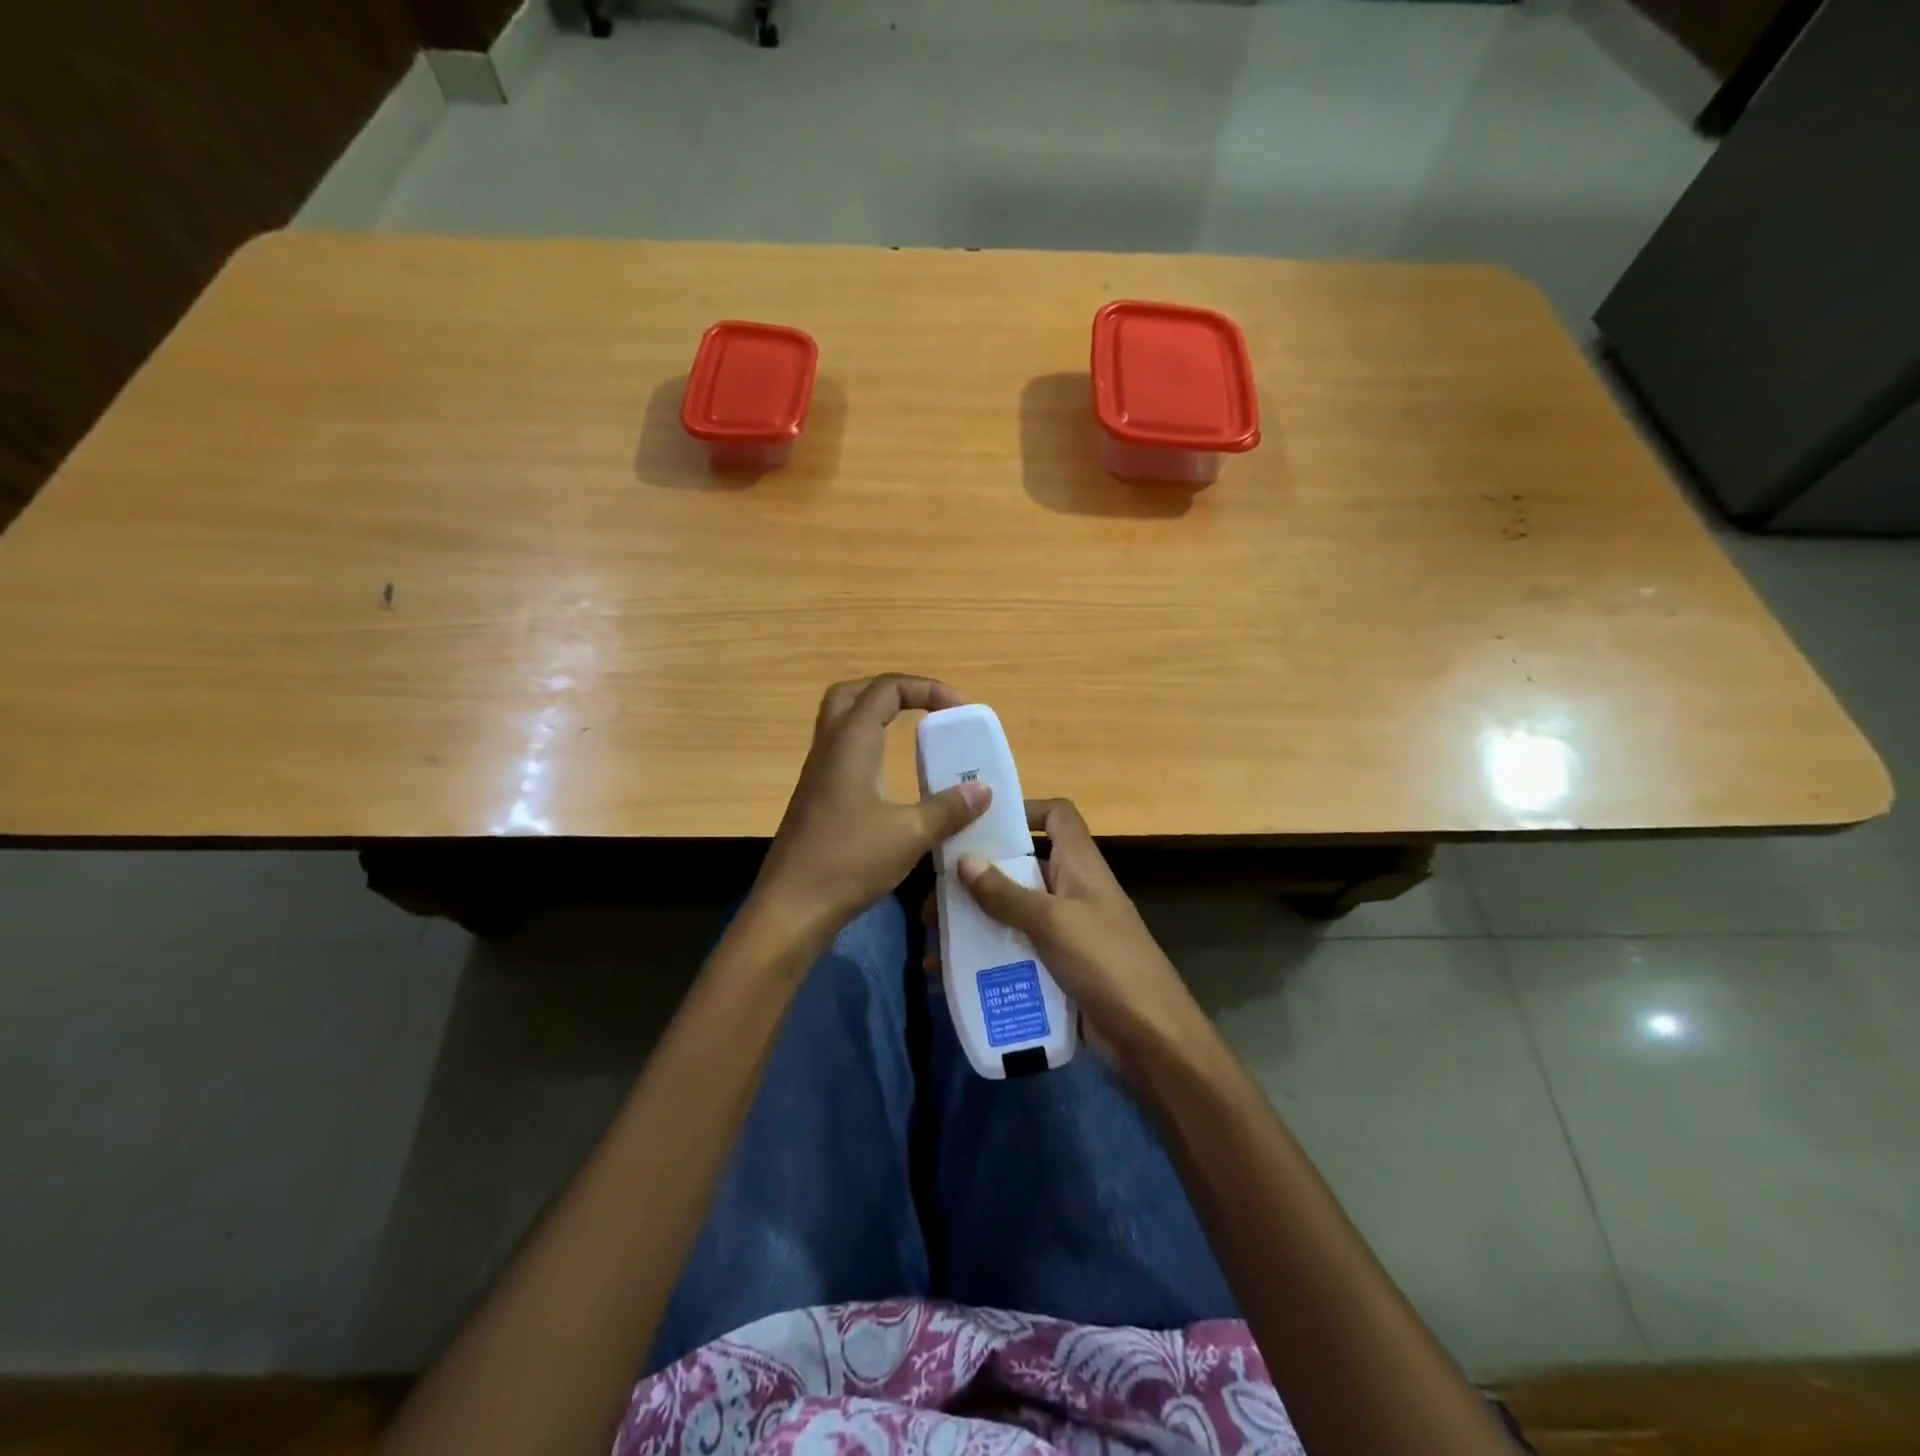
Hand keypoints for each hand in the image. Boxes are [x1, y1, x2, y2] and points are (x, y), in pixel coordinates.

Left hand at [750, 674, 990, 944]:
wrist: (792, 907)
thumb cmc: (849, 862)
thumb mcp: (910, 834)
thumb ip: (949, 808)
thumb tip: (983, 789)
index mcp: (850, 742)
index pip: (886, 688)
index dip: (926, 688)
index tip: (959, 710)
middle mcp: (829, 748)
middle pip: (853, 694)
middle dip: (893, 692)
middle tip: (927, 709)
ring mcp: (818, 773)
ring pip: (843, 724)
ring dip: (878, 718)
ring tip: (915, 736)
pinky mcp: (817, 798)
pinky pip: (844, 753)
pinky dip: (870, 748)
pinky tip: (892, 778)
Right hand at [957, 799, 1208, 1066]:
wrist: (1152, 1039)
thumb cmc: (1106, 963)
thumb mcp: (1052, 923)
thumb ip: (1006, 893)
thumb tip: (964, 860)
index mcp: (1080, 865)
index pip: (1057, 815)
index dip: (1024, 809)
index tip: (980, 822)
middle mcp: (1072, 891)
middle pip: (1021, 867)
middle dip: (978, 877)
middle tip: (933, 896)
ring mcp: (1066, 932)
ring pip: (1012, 913)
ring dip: (975, 922)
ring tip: (934, 939)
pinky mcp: (1058, 968)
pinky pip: (1016, 952)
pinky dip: (987, 958)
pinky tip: (951, 974)